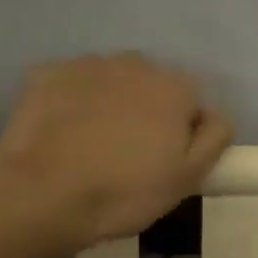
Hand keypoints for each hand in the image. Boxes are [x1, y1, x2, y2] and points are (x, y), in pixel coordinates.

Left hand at [0, 55, 232, 257]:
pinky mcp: (45, 73)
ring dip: (112, 103)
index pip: (193, 103)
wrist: (42, 194)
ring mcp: (87, 65)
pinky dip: (74, 102)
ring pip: (112, 82)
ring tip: (95, 144)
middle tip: (131, 154)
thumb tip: (214, 115)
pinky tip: (65, 134)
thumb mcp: (189, 177)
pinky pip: (72, 85)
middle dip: (148, 111)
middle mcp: (135, 63)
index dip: (184, 133)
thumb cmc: (126, 191)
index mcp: (175, 87)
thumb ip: (214, 137)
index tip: (167, 162)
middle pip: (152, 86)